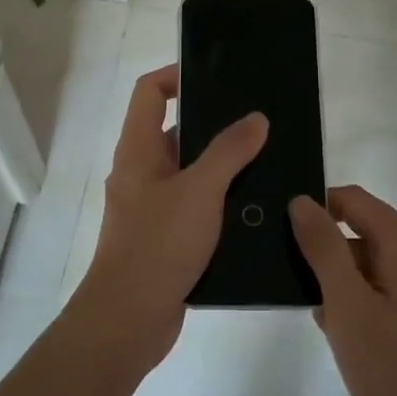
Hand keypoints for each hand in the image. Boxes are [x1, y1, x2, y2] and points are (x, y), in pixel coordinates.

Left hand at [73, 65, 267, 375]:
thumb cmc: (157, 244)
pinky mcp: (166, 237)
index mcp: (138, 149)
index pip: (150, 92)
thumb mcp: (199, 191)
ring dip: (223, 165)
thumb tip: (256, 118)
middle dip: (214, 123)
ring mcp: (152, 206)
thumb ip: (229, 151)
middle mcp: (141, 171)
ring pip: (190, 171)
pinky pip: (196, 205)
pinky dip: (221, 200)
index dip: (177, 75)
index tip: (217, 77)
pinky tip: (256, 206)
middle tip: (259, 120)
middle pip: (175, 130)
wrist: (128, 321)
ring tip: (268, 159)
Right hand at [290, 186, 396, 395]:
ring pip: (377, 262)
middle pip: (365, 231)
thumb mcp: (346, 303)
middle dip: (329, 253)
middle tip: (300, 289)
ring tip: (321, 318)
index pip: (352, 200)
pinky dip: (366, 298)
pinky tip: (349, 335)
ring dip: (345, 281)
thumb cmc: (393, 366)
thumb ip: (322, 246)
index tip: (285, 236)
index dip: (316, 209)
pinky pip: (392, 287)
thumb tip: (301, 201)